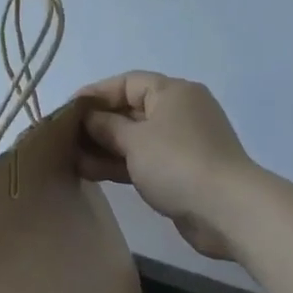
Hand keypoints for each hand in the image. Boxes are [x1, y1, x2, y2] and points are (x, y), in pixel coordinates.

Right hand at [79, 72, 252, 260]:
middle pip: (131, 110)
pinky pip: (145, 159)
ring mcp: (183, 143)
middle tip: (65, 137)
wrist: (227, 210)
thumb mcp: (134, 140)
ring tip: (72, 158)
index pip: (127, 82)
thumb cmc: (177, 162)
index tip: (68, 109)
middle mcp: (180, 112)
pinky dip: (121, 164)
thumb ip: (106, 126)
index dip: (96, 93)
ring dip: (105, 147)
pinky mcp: (182, 171)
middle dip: (98, 123)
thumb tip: (89, 118)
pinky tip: (92, 172)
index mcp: (173, 92)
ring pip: (136, 138)